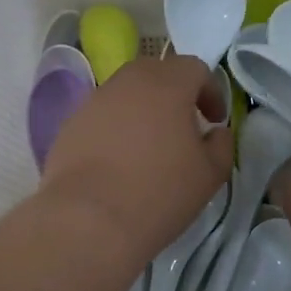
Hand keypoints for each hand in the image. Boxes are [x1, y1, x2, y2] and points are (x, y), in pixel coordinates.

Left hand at [39, 56, 233, 267]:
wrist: (89, 221)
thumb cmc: (159, 194)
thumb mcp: (210, 175)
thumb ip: (221, 145)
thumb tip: (215, 132)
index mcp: (167, 85)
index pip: (195, 69)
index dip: (211, 91)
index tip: (215, 121)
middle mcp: (127, 82)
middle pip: (157, 73)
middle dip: (175, 94)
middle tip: (184, 127)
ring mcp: (93, 102)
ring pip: (126, 94)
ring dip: (143, 111)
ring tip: (150, 147)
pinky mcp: (70, 126)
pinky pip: (102, 117)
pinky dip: (116, 129)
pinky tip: (119, 163)